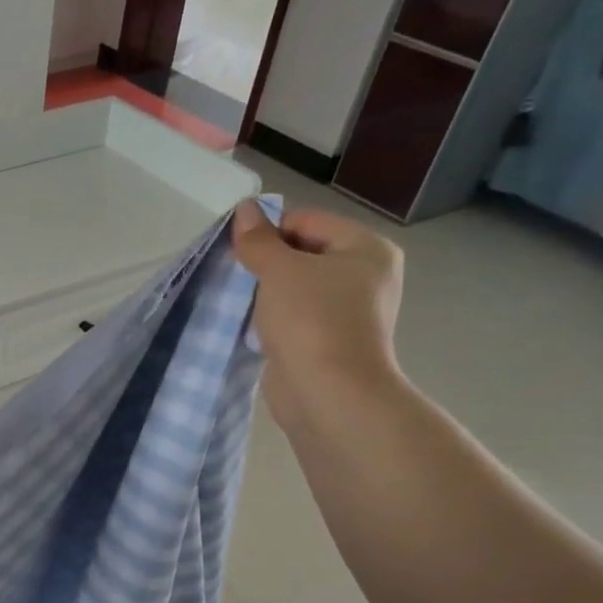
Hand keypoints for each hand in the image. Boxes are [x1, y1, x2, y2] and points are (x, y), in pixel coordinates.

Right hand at [230, 200, 404, 433]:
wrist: (328, 393)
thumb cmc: (311, 321)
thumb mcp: (279, 270)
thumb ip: (259, 240)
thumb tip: (245, 208)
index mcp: (365, 249)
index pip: (307, 222)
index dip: (268, 232)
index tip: (237, 252)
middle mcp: (364, 276)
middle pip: (303, 254)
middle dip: (266, 263)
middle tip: (236, 278)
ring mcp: (348, 312)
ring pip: (296, 289)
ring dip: (267, 294)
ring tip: (242, 303)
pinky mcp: (327, 342)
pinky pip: (295, 318)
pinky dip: (273, 320)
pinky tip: (254, 329)